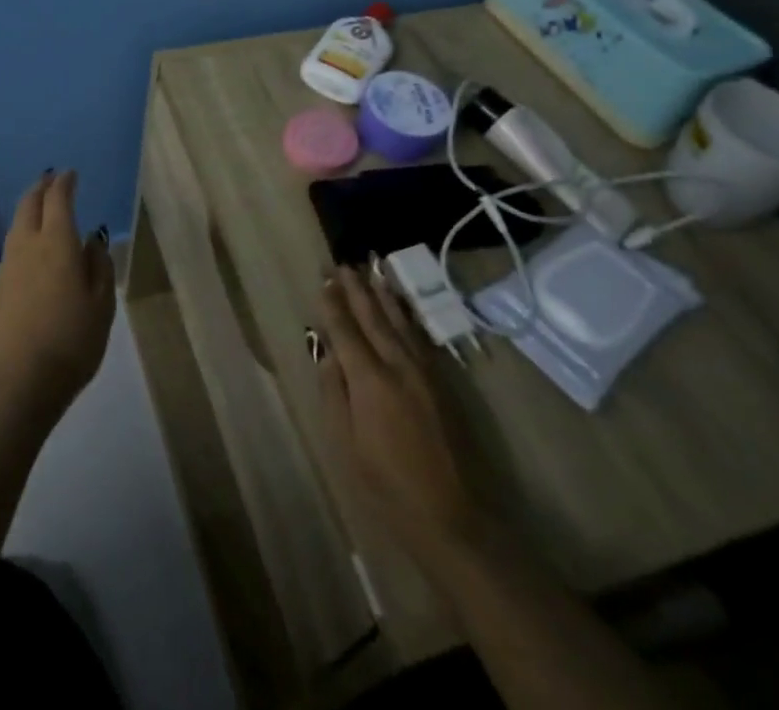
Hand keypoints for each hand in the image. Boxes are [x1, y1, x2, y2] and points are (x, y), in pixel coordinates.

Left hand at [0, 171, 115, 429]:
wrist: (18, 383)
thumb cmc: (71, 342)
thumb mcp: (102, 305)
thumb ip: (99, 267)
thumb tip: (93, 241)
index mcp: (57, 243)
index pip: (58, 200)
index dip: (64, 183)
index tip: (70, 174)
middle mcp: (27, 246)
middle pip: (29, 205)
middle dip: (41, 188)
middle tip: (51, 180)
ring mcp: (7, 267)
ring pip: (16, 225)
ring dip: (29, 210)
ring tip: (41, 209)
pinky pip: (11, 248)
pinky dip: (23, 236)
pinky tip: (31, 250)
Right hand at [314, 265, 505, 564]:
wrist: (455, 516)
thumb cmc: (389, 486)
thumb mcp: (348, 444)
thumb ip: (335, 393)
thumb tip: (327, 353)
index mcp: (370, 380)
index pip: (346, 330)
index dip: (333, 304)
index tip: (324, 278)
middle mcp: (398, 365)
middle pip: (373, 317)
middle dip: (356, 288)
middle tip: (343, 263)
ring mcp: (424, 372)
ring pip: (400, 321)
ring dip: (384, 294)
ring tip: (372, 270)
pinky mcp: (443, 382)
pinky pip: (418, 336)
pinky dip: (406, 315)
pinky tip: (401, 307)